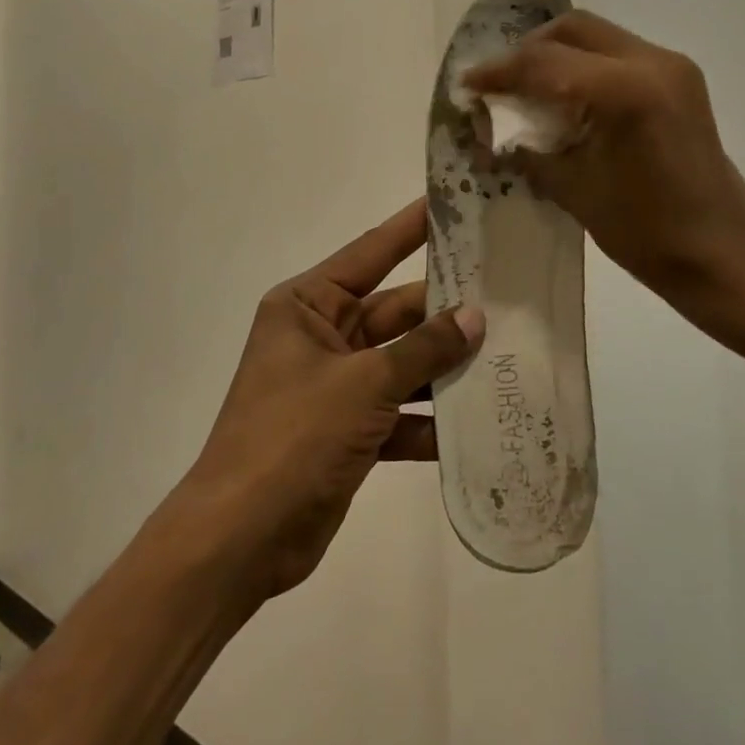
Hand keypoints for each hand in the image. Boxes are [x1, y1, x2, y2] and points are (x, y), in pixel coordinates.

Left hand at [180, 200, 482, 599]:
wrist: (238, 543)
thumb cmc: (293, 438)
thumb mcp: (364, 384)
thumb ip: (423, 349)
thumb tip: (474, 316)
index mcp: (308, 306)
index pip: (372, 252)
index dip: (413, 226)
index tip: (454, 201)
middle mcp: (321, 337)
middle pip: (395, 312)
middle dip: (445, 311)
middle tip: (505, 293)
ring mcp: (335, 386)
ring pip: (402, 363)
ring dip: (444, 367)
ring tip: (505, 356)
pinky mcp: (347, 431)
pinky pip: (398, 412)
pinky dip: (429, 420)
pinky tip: (477, 425)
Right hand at [464, 11, 744, 304]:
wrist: (723, 252)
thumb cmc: (647, 234)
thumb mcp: (574, 189)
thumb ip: (529, 147)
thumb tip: (494, 126)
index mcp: (625, 90)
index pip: (545, 62)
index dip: (499, 71)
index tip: (468, 84)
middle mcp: (652, 61)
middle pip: (573, 28)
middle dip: (528, 51)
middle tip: (501, 84)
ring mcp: (672, 66)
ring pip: (597, 36)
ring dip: (558, 55)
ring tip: (530, 90)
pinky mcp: (681, 79)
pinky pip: (619, 54)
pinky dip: (585, 66)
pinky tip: (569, 98)